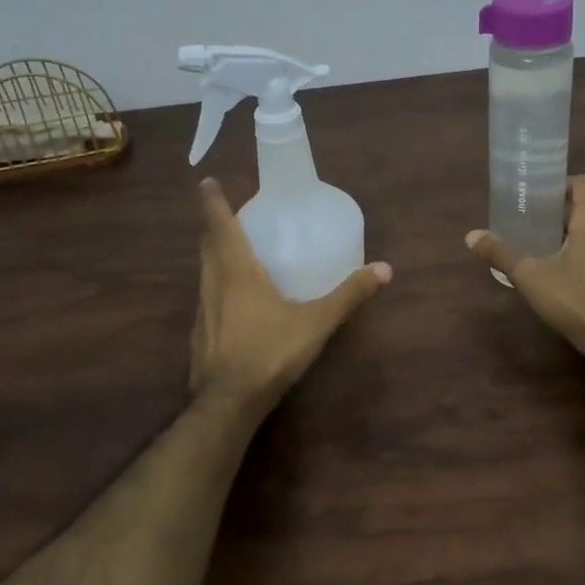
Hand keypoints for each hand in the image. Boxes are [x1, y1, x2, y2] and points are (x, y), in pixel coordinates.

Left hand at [190, 177, 391, 416]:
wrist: (228, 402)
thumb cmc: (269, 352)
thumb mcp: (316, 322)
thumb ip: (349, 295)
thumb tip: (384, 269)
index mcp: (236, 271)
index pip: (220, 225)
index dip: (213, 201)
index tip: (206, 181)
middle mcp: (213, 284)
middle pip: (208, 245)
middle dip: (216, 227)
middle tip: (232, 216)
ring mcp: (203, 310)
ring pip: (204, 271)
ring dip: (215, 255)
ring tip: (234, 252)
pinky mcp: (200, 334)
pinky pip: (207, 297)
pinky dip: (217, 285)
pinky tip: (234, 302)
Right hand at [466, 175, 584, 354]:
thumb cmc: (575, 297)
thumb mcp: (531, 276)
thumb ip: (502, 253)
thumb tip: (471, 235)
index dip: (564, 184)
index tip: (540, 196)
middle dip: (561, 214)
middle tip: (533, 225)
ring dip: (574, 236)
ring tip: (546, 251)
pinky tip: (567, 276)